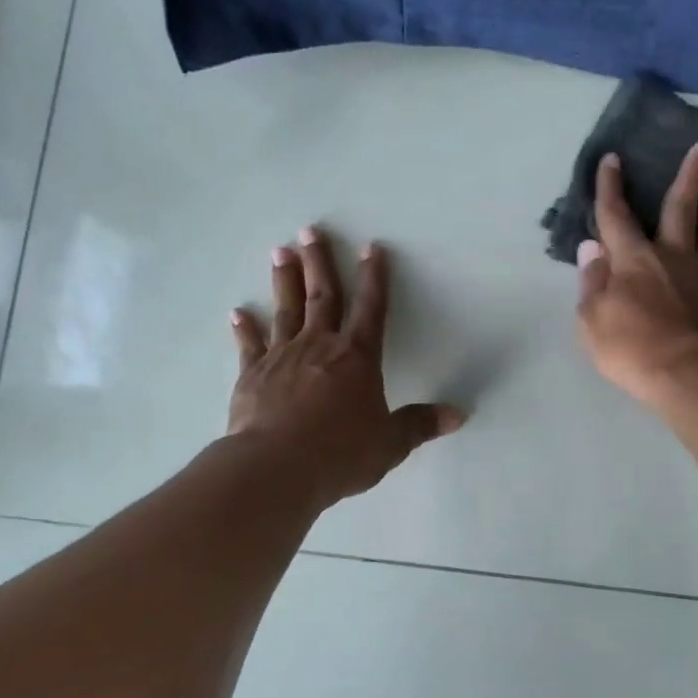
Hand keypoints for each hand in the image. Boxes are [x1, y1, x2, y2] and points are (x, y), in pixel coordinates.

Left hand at [229, 228, 463, 503]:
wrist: (277, 467)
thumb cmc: (341, 453)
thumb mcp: (390, 443)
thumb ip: (419, 425)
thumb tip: (459, 416)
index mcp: (357, 357)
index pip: (371, 308)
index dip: (374, 278)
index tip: (372, 248)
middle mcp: (320, 346)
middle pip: (323, 296)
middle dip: (320, 262)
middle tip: (310, 231)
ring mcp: (282, 357)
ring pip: (286, 310)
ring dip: (284, 280)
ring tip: (280, 252)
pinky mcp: (252, 375)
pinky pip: (249, 345)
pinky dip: (244, 328)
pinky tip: (238, 312)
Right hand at [575, 144, 697, 402]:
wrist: (684, 374)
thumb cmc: (629, 348)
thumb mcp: (590, 319)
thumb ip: (592, 280)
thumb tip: (593, 247)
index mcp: (633, 259)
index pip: (615, 216)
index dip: (610, 187)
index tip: (613, 159)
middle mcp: (672, 255)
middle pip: (681, 208)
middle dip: (690, 176)